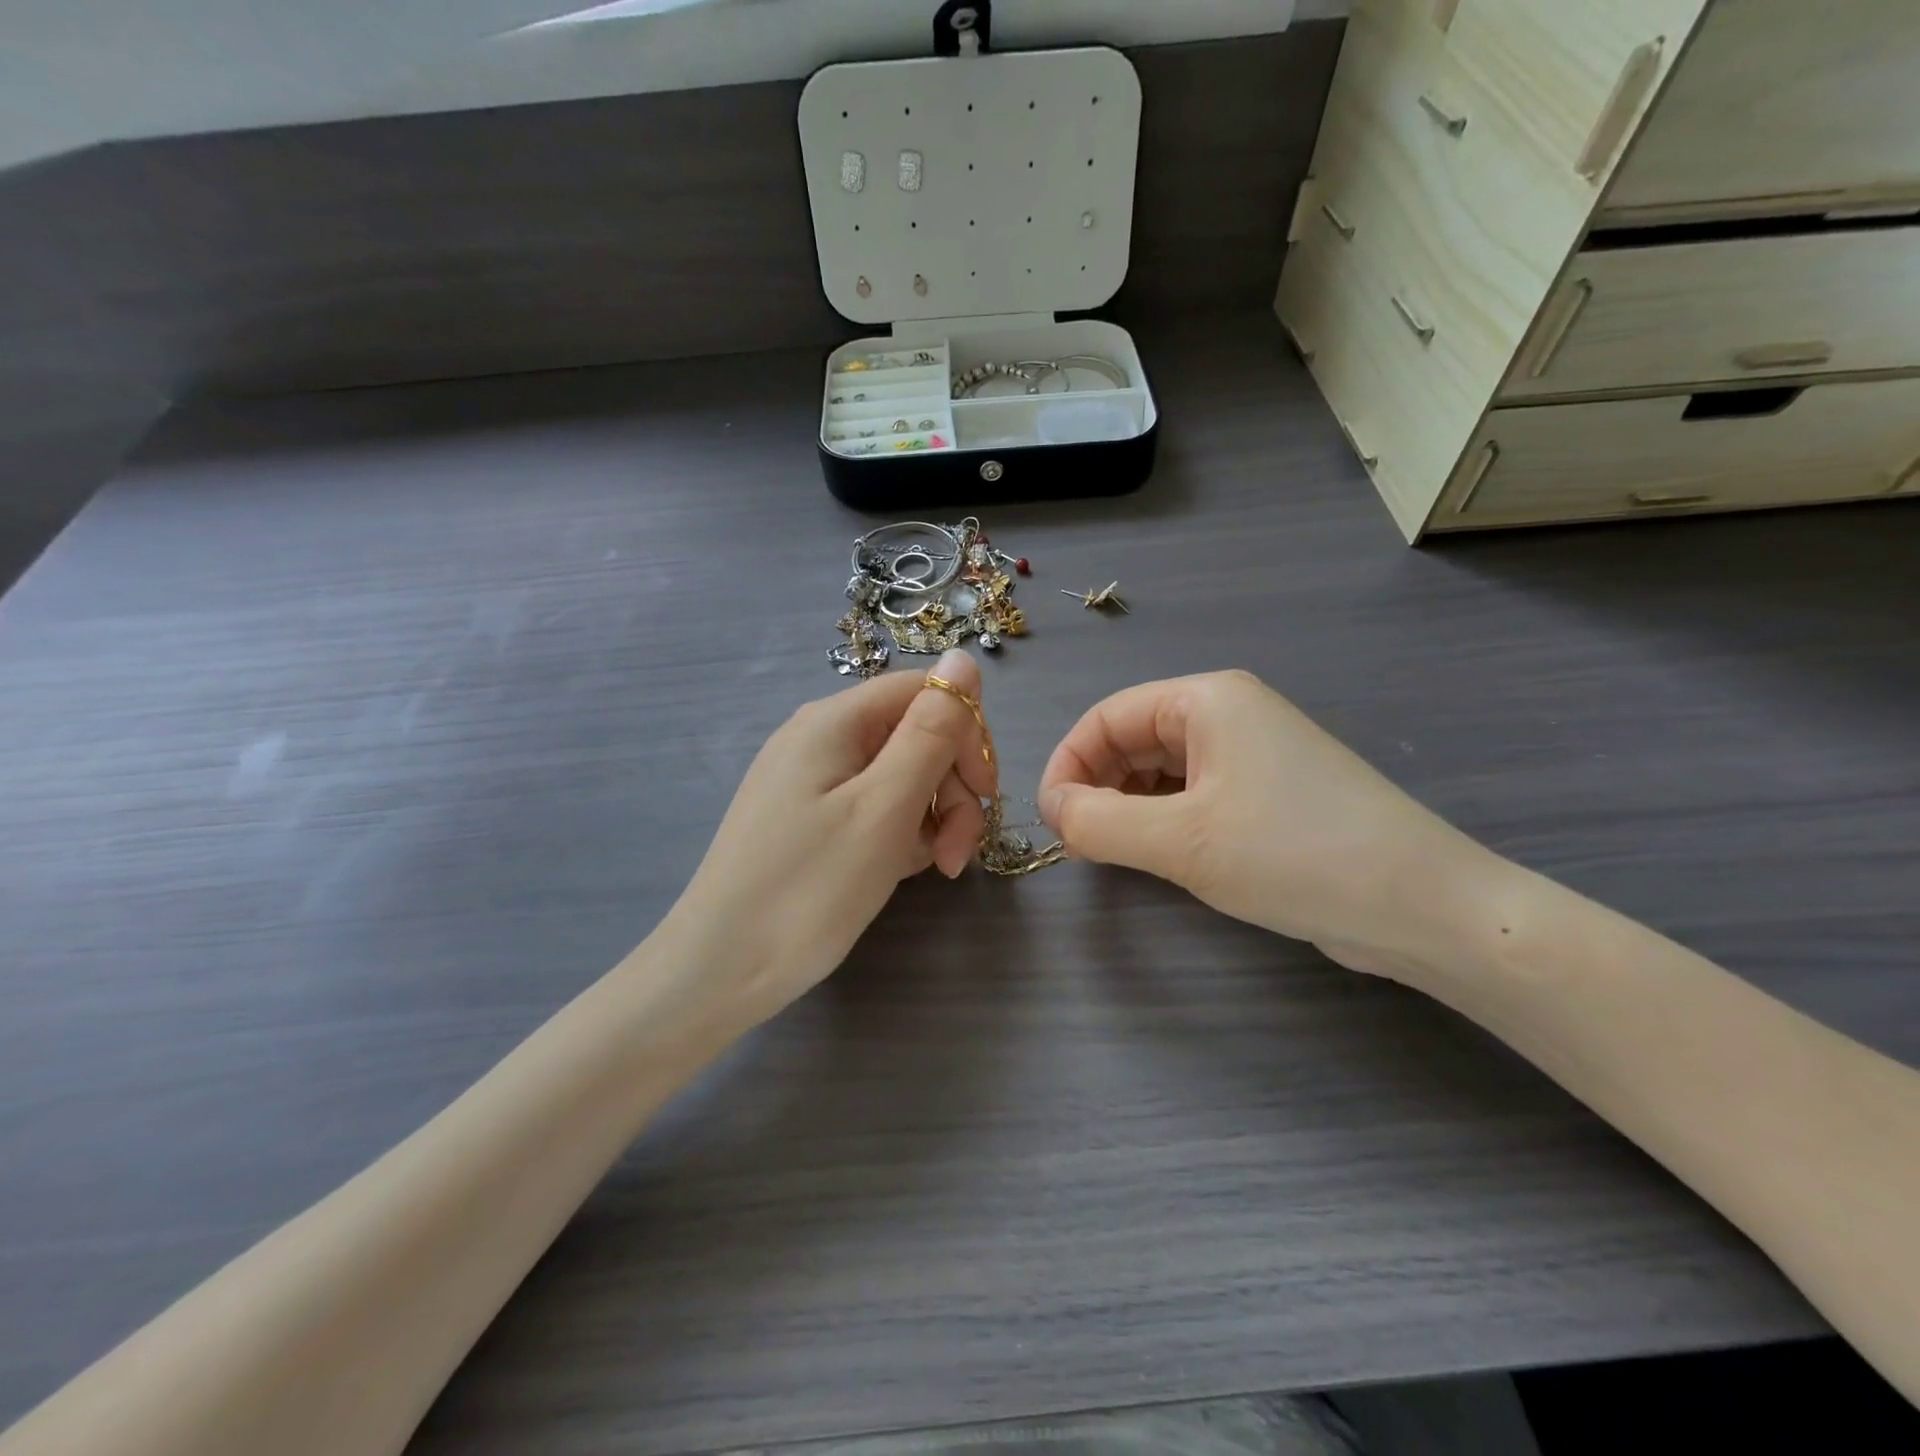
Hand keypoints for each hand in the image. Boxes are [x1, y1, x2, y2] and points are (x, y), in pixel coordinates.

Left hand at [665, 650, 994, 1027]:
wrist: (718, 972)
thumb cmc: (808, 888)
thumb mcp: (884, 807)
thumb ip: (930, 731)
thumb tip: (963, 658)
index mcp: (835, 720)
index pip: (925, 692)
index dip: (966, 735)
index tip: (985, 795)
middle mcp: (821, 739)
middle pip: (915, 736)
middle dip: (951, 788)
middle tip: (957, 854)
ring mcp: (811, 782)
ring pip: (899, 776)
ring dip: (931, 817)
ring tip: (934, 869)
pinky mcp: (808, 821)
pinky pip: (872, 808)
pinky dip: (899, 834)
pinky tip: (900, 871)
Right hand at [1039, 670, 1497, 979]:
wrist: (1425, 908)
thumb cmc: (1296, 856)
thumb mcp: (1183, 842)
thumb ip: (1099, 822)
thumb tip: (1054, 810)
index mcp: (1207, 700)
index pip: (1107, 717)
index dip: (1067, 764)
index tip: (1050, 821)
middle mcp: (1229, 714)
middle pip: (1132, 738)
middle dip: (1097, 786)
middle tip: (1080, 843)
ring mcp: (1253, 753)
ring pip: (1160, 768)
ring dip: (1127, 805)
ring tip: (1115, 852)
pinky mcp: (1269, 793)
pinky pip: (1193, 793)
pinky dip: (1163, 818)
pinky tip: (1160, 854)